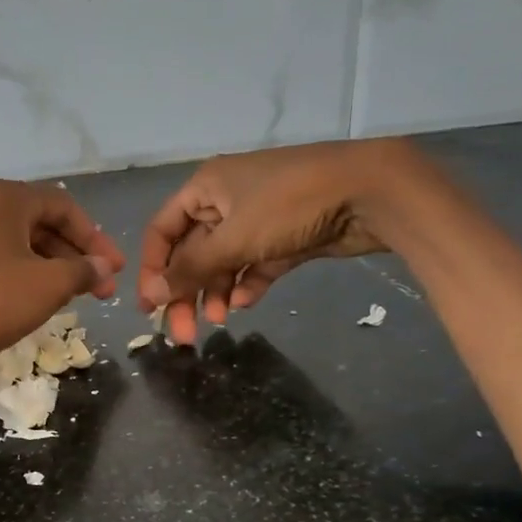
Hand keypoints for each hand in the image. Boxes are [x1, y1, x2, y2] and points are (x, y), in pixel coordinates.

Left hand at [0, 179, 125, 372]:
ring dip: (52, 267)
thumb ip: (82, 270)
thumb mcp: (48, 285)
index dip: (96, 238)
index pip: (64, 206)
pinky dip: (23, 274)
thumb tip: (102, 267)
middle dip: (76, 256)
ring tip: (73, 297)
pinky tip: (34, 300)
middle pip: (42, 223)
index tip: (114, 270)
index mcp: (6, 198)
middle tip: (101, 289)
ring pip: (19, 244)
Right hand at [138, 140, 410, 344]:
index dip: (152, 269)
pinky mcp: (285, 236)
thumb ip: (190, 268)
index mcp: (205, 188)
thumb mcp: (233, 238)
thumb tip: (151, 293)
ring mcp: (257, 218)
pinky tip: (247, 303)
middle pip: (192, 252)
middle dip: (187, 291)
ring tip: (220, 320)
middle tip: (184, 332)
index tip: (150, 308)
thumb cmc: (290, 205)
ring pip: (223, 262)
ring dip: (217, 292)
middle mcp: (226, 200)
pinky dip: (248, 283)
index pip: (162, 231)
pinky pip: (255, 264)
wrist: (371, 190)